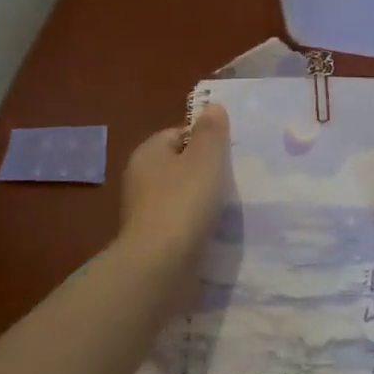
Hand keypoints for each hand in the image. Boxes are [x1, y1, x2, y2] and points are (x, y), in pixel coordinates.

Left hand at [118, 103, 229, 269]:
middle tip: (234, 180)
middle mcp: (140, 178)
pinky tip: (213, 232)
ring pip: (181, 196)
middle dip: (205, 172)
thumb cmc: (184, 202)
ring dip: (202, 201)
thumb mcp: (205, 158)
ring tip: (228, 208)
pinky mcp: (151, 240)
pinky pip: (179, 223)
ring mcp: (143, 212)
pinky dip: (195, 226)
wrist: (160, 266)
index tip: (229, 155)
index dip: (205, 140)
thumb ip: (211, 131)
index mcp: (148, 152)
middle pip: (180, 165)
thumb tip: (212, 107)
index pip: (179, 133)